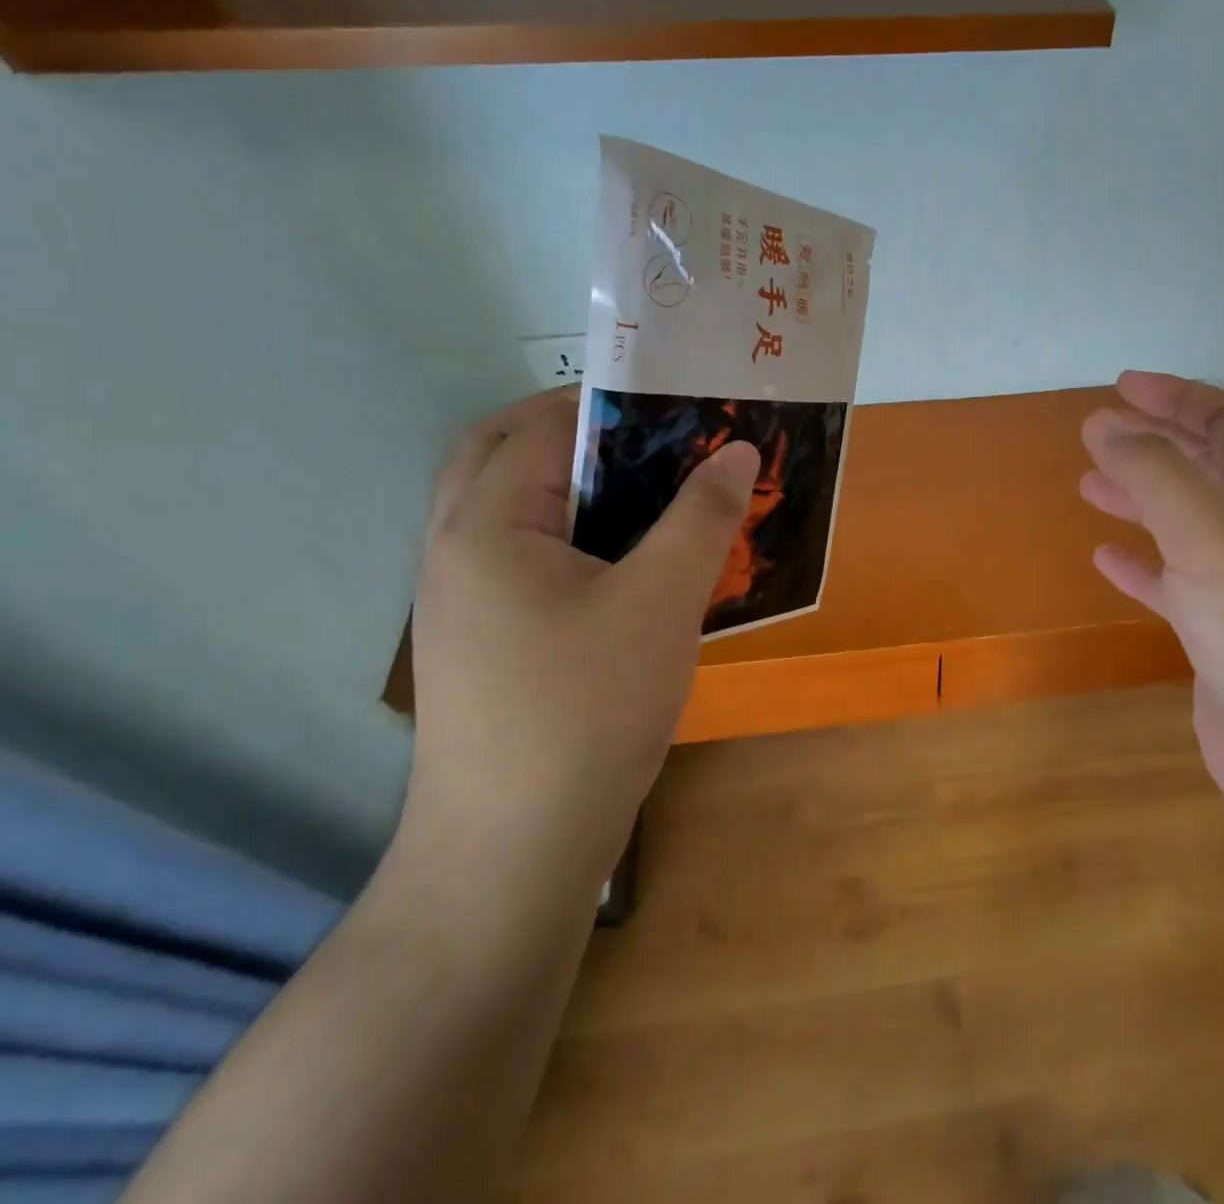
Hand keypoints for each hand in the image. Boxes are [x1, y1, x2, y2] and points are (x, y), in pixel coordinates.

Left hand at [408, 386, 757, 877]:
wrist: (515, 851)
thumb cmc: (586, 710)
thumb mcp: (661, 602)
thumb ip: (701, 516)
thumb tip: (738, 450)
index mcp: (485, 526)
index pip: (540, 427)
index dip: (608, 402)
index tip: (676, 402)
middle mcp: (456, 551)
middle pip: (503, 456)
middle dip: (577, 432)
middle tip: (653, 437)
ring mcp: (463, 601)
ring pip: (515, 511)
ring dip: (576, 485)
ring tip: (653, 490)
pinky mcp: (485, 642)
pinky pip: (526, 559)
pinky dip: (574, 536)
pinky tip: (631, 564)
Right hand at [1079, 372, 1223, 830]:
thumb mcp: (1212, 537)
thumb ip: (1156, 475)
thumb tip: (1104, 421)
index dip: (1178, 396)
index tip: (1121, 386)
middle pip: (1207, 468)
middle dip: (1156, 442)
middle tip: (1099, 430)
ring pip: (1184, 525)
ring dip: (1140, 499)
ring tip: (1089, 485)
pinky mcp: (1220, 641)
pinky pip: (1172, 586)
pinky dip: (1139, 566)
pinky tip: (1106, 559)